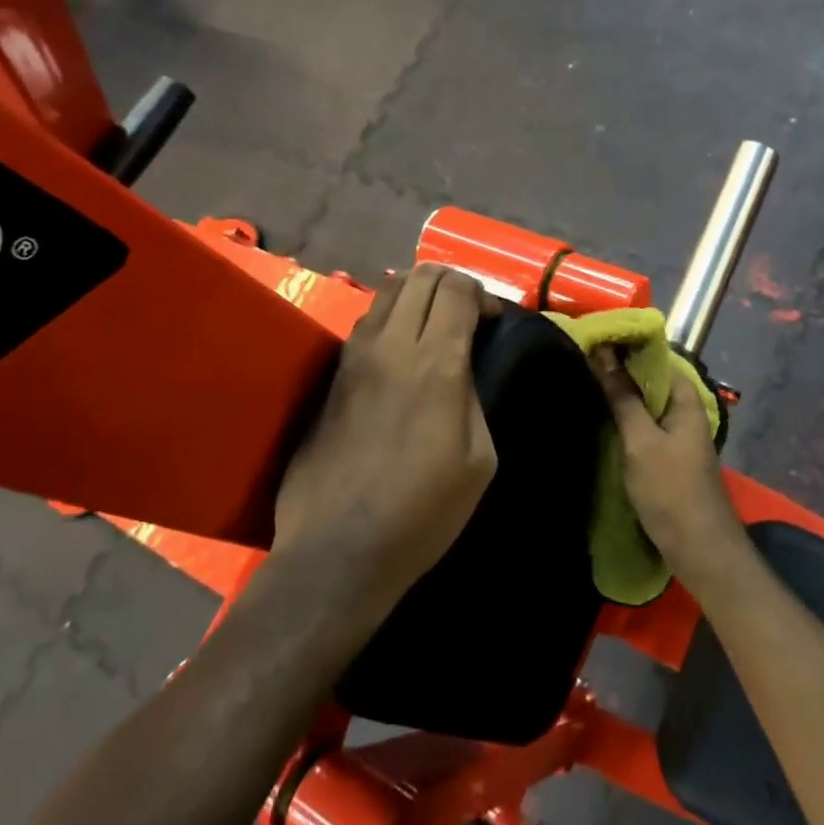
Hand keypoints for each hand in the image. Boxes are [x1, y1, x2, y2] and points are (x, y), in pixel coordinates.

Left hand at [270, 265, 499, 621]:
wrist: (340, 549)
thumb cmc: (423, 512)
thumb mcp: (480, 459)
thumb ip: (473, 398)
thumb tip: (461, 370)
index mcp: (435, 364)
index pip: (456, 288)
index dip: (482, 294)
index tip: (492, 322)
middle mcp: (390, 346)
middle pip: (420, 275)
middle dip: (451, 283)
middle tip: (467, 316)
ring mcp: (353, 357)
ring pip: (386, 291)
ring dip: (417, 295)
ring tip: (433, 327)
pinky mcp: (331, 375)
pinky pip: (366, 322)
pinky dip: (391, 318)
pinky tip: (401, 352)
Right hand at [590, 346, 746, 583]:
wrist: (699, 549)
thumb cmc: (671, 490)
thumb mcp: (641, 441)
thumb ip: (623, 398)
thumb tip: (603, 355)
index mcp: (686, 400)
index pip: (657, 358)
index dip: (628, 347)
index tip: (596, 339)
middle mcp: (686, 412)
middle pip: (652, 380)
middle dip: (621, 370)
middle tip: (584, 359)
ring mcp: (679, 435)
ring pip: (648, 404)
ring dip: (623, 394)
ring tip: (587, 382)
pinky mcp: (670, 456)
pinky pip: (647, 425)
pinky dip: (628, 417)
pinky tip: (604, 418)